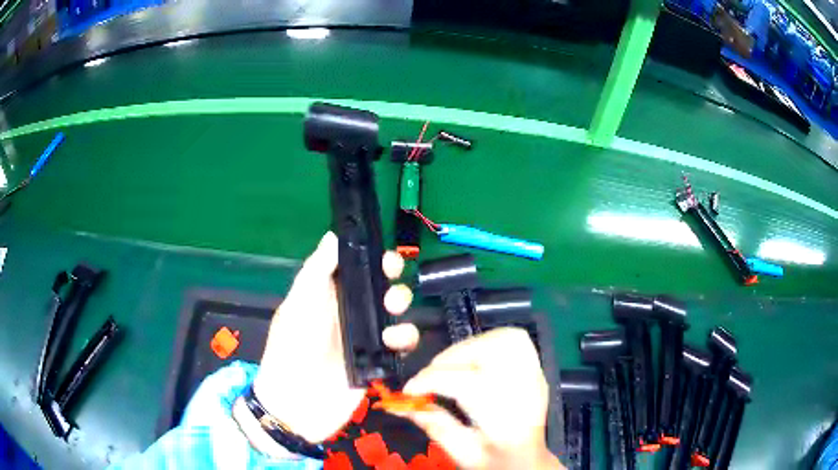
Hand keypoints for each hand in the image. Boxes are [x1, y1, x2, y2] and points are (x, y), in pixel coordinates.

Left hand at [252, 232, 418, 442]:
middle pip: (381, 286)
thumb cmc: (292, 346)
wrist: (297, 402)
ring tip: (392, 311)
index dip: (374, 258)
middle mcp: (350, 312)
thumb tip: (334, 235)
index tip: (385, 256)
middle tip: (392, 281)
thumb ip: (318, 270)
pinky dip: (404, 338)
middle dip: (392, 279)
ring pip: (396, 312)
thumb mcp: (300, 303)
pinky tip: (392, 341)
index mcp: (329, 294)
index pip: (357, 267)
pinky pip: (401, 343)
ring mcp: (366, 336)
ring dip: (401, 306)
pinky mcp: (379, 360)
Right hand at [394, 328, 563, 469]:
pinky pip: (515, 340)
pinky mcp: (536, 369)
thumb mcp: (461, 453)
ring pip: (505, 339)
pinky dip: (489, 342)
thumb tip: (401, 404)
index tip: (409, 390)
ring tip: (452, 366)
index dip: (431, 381)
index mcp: (507, 422)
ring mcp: (535, 377)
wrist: (529, 461)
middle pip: (492, 352)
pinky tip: (475, 360)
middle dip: (453, 358)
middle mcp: (527, 393)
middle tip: (432, 377)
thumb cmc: (496, 460)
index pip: (467, 384)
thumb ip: (434, 425)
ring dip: (471, 347)